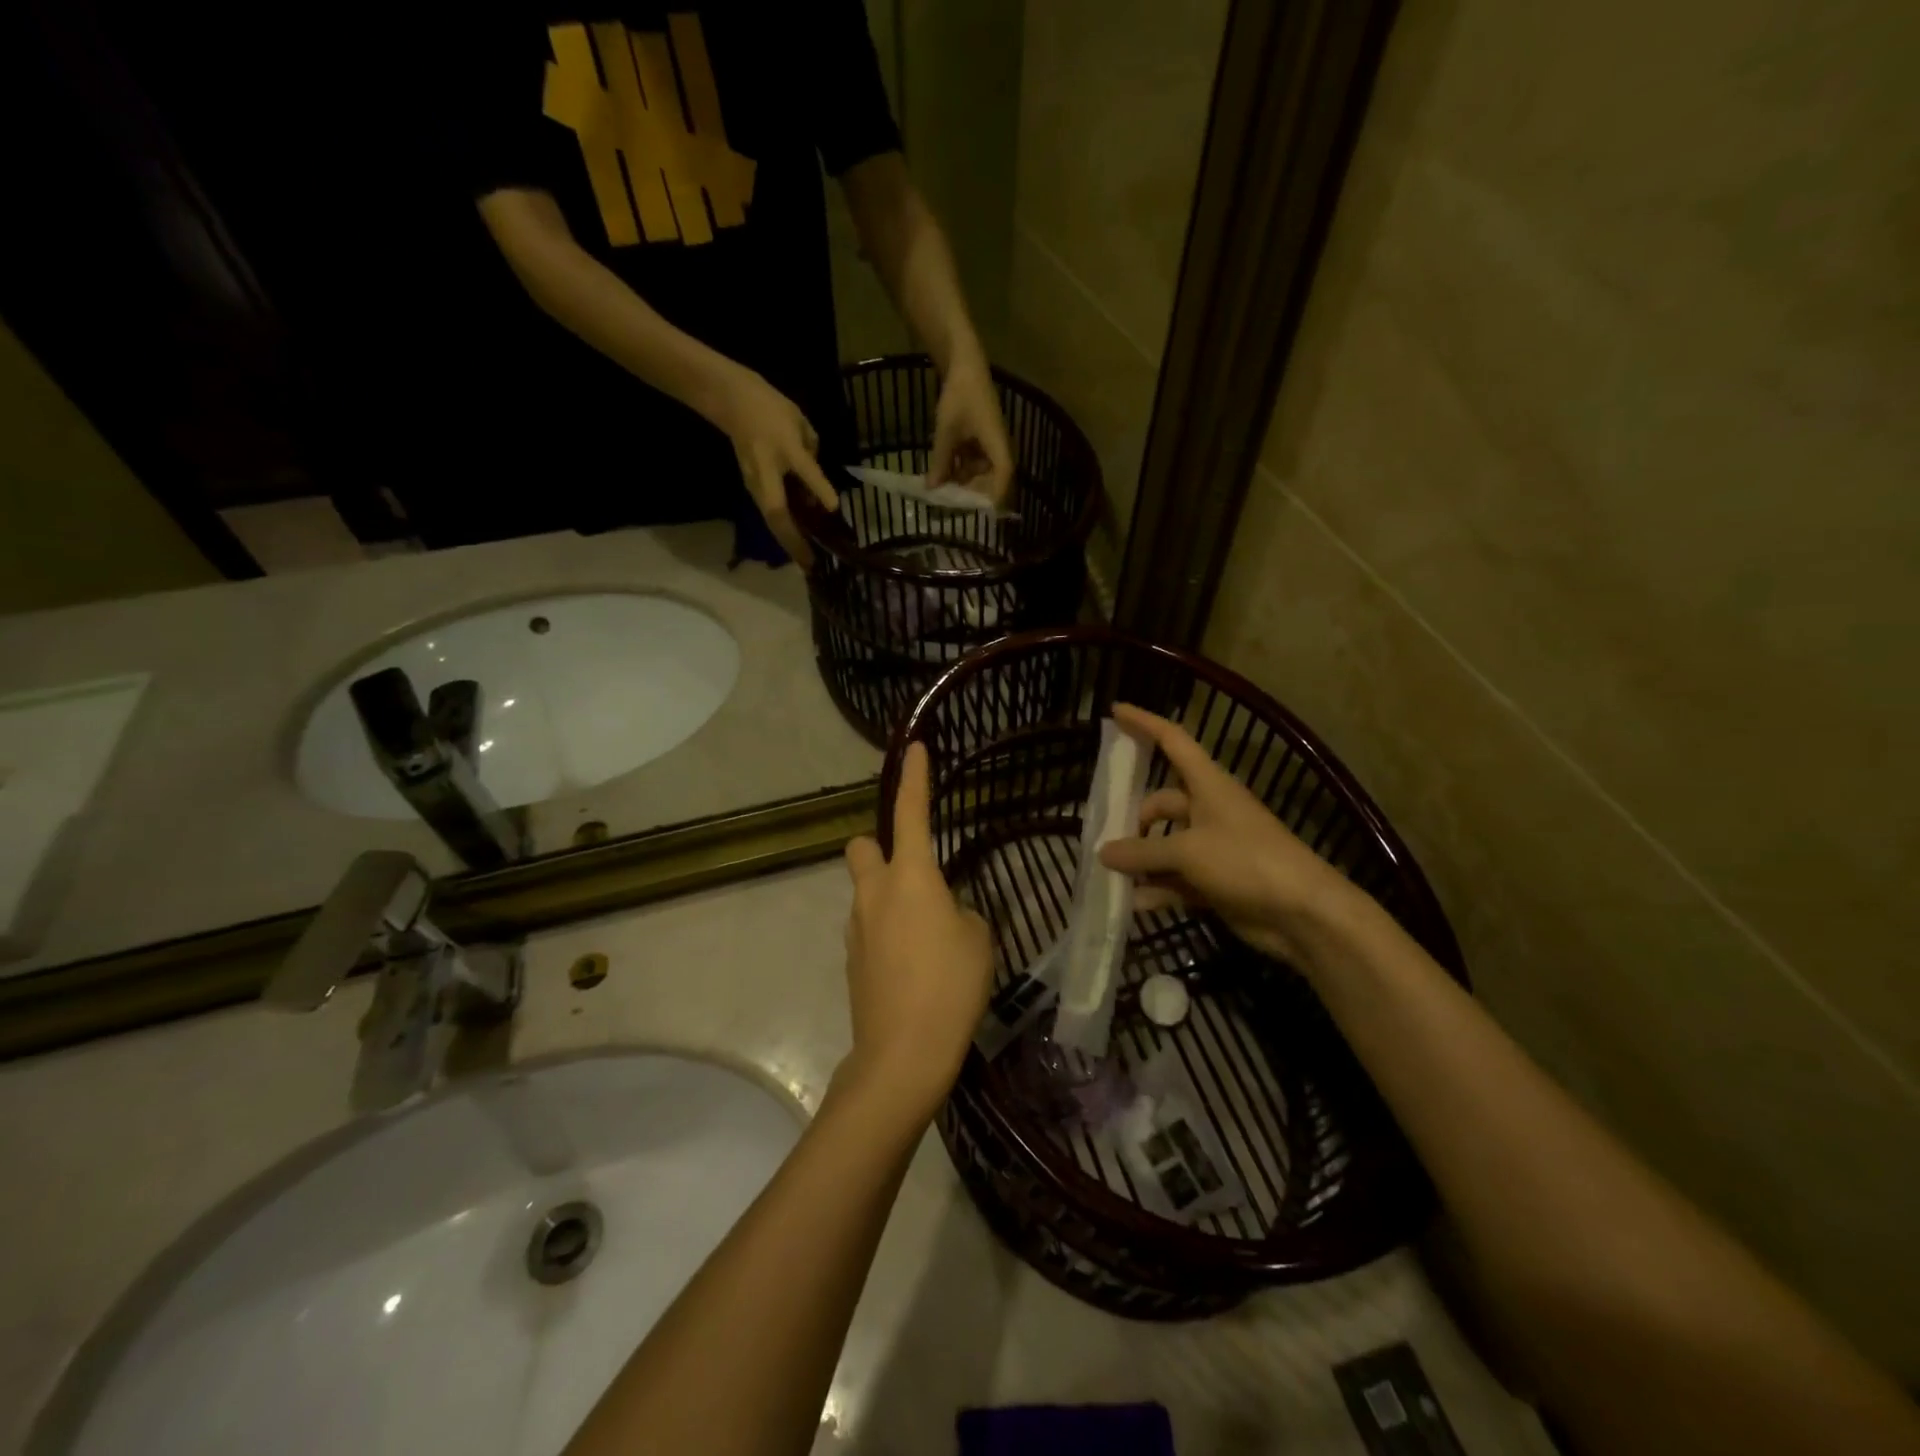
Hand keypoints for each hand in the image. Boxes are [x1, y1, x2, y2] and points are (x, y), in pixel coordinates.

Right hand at [710, 365, 838, 567]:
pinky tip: (799, 541)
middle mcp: (766, 473)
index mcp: (782, 450)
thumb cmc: (770, 410)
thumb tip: (819, 489)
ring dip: (789, 541)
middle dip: (794, 542)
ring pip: (773, 520)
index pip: (804, 470)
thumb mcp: (800, 424)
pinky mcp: (754, 488)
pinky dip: (784, 530)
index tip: (833, 509)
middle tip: (811, 565)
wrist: (732, 401)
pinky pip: (771, 513)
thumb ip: (812, 456)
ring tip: (805, 561)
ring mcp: (756, 484)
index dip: (819, 488)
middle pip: (777, 515)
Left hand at [841, 743, 994, 1123]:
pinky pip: (867, 928)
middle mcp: (875, 894)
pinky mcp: (851, 960)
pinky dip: (885, 932)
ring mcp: (856, 928)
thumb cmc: (950, 987)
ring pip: (865, 892)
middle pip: (861, 848)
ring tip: (925, 937)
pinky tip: (910, 965)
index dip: (914, 778)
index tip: (915, 748)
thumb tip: (946, 916)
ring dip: (887, 897)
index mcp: (911, 877)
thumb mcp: (978, 941)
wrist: (902, 1055)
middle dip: (879, 848)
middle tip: (913, 874)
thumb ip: (962, 915)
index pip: (910, 812)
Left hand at [928, 353, 1014, 505]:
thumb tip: (932, 489)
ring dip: (962, 479)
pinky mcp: (980, 437)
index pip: (1003, 477)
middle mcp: (998, 446)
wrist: (963, 362)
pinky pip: (972, 459)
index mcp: (998, 444)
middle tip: (950, 503)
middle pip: (991, 478)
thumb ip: (940, 461)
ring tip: (941, 488)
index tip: (979, 513)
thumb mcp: (946, 431)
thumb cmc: (959, 395)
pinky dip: (959, 466)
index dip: (993, 497)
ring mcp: (989, 441)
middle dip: (971, 491)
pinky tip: (941, 471)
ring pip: (979, 470)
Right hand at [1097, 704, 1366, 969]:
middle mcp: (1209, 810)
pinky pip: (1176, 879)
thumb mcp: (1188, 851)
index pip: (1172, 741)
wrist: (1303, 913)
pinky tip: (1133, 903)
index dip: (1144, 724)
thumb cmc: (1247, 861)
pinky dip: (1157, 889)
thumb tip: (1104, 852)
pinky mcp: (1216, 881)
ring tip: (1111, 875)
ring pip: (1166, 845)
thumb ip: (1142, 851)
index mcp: (1209, 785)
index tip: (1116, 711)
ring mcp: (1213, 848)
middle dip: (1134, 819)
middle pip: (1161, 803)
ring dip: (1142, 860)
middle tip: (1104, 839)